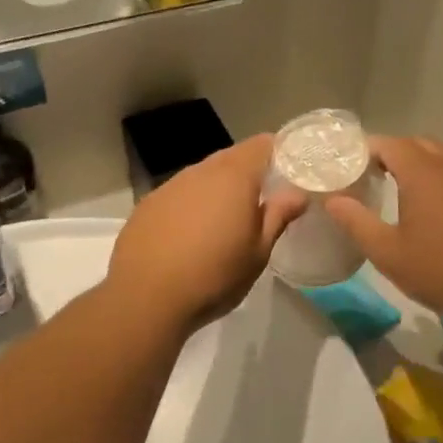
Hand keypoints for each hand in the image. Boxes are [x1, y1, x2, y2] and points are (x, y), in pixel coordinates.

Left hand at [108, 135, 307, 332]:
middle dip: (249, 172)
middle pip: (231, 158)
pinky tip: (191, 234)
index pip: (262, 145)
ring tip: (227, 219)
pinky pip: (179, 195)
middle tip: (264, 198)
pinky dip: (192, 205)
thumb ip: (278, 217)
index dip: (279, 151)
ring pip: (202, 176)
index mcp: (234, 177)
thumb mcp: (258, 253)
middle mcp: (200, 172)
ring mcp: (169, 186)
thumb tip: (297, 194)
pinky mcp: (147, 205)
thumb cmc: (214, 276)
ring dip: (218, 189)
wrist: (145, 298)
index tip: (291, 169)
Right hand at [325, 136, 442, 322]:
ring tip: (403, 191)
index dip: (366, 150)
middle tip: (372, 177)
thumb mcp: (387, 252)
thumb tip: (332, 200)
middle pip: (418, 144)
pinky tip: (440, 210)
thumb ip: (356, 221)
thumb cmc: (440, 270)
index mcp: (423, 171)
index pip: (389, 143)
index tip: (349, 166)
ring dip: (422, 166)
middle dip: (393, 154)